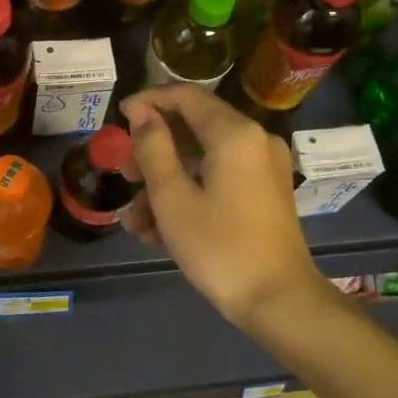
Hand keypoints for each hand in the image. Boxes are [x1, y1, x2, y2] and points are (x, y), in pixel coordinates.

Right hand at [120, 86, 328, 331]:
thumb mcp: (173, 197)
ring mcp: (263, 168)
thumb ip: (153, 148)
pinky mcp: (265, 193)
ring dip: (166, 183)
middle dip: (153, 151)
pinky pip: (220, 180)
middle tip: (124, 175)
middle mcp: (255, 140)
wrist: (279, 301)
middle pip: (194, 128)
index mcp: (234, 134)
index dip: (149, 101)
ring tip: (135, 221)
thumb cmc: (219, 247)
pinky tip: (159, 231)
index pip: (186, 96)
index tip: (118, 118)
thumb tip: (141, 112)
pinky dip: (190, 195)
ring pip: (203, 160)